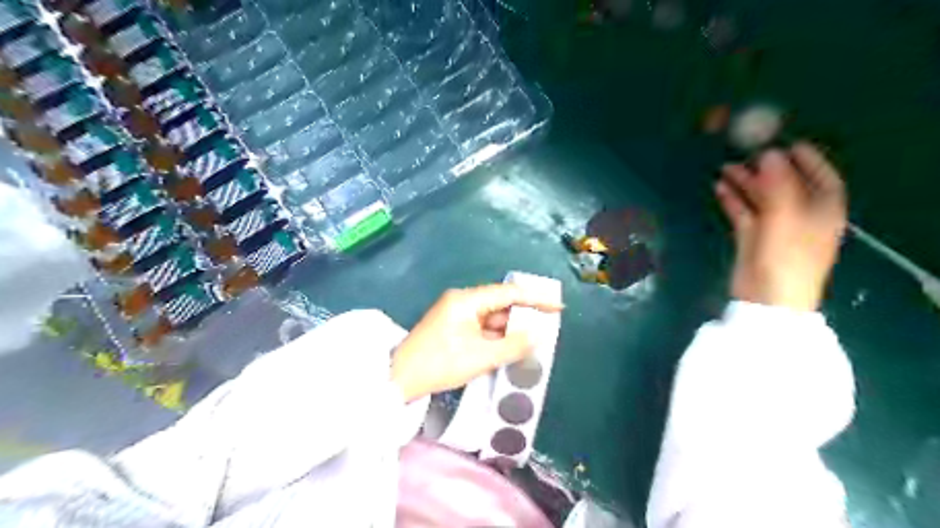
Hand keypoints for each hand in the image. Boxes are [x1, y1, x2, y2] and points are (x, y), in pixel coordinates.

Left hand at [391, 287, 560, 402]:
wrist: (399, 379)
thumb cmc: (440, 364)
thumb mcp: (481, 357)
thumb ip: (514, 345)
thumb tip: (539, 336)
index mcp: (467, 300)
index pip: (509, 293)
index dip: (536, 299)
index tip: (558, 306)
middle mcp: (462, 301)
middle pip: (500, 303)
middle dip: (524, 315)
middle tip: (548, 326)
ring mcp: (456, 314)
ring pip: (492, 316)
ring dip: (510, 328)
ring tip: (534, 339)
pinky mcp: (452, 327)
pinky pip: (482, 327)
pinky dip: (497, 336)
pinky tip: (511, 346)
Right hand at [717, 142, 848, 311]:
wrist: (767, 299)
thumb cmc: (785, 257)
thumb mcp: (785, 216)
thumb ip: (778, 183)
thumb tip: (769, 153)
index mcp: (823, 210)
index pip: (822, 177)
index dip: (808, 159)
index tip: (789, 143)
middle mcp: (801, 216)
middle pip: (786, 185)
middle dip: (767, 169)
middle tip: (747, 152)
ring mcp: (776, 228)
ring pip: (761, 199)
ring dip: (745, 183)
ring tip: (724, 167)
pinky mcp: (753, 239)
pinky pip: (744, 213)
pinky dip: (733, 200)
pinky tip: (719, 188)